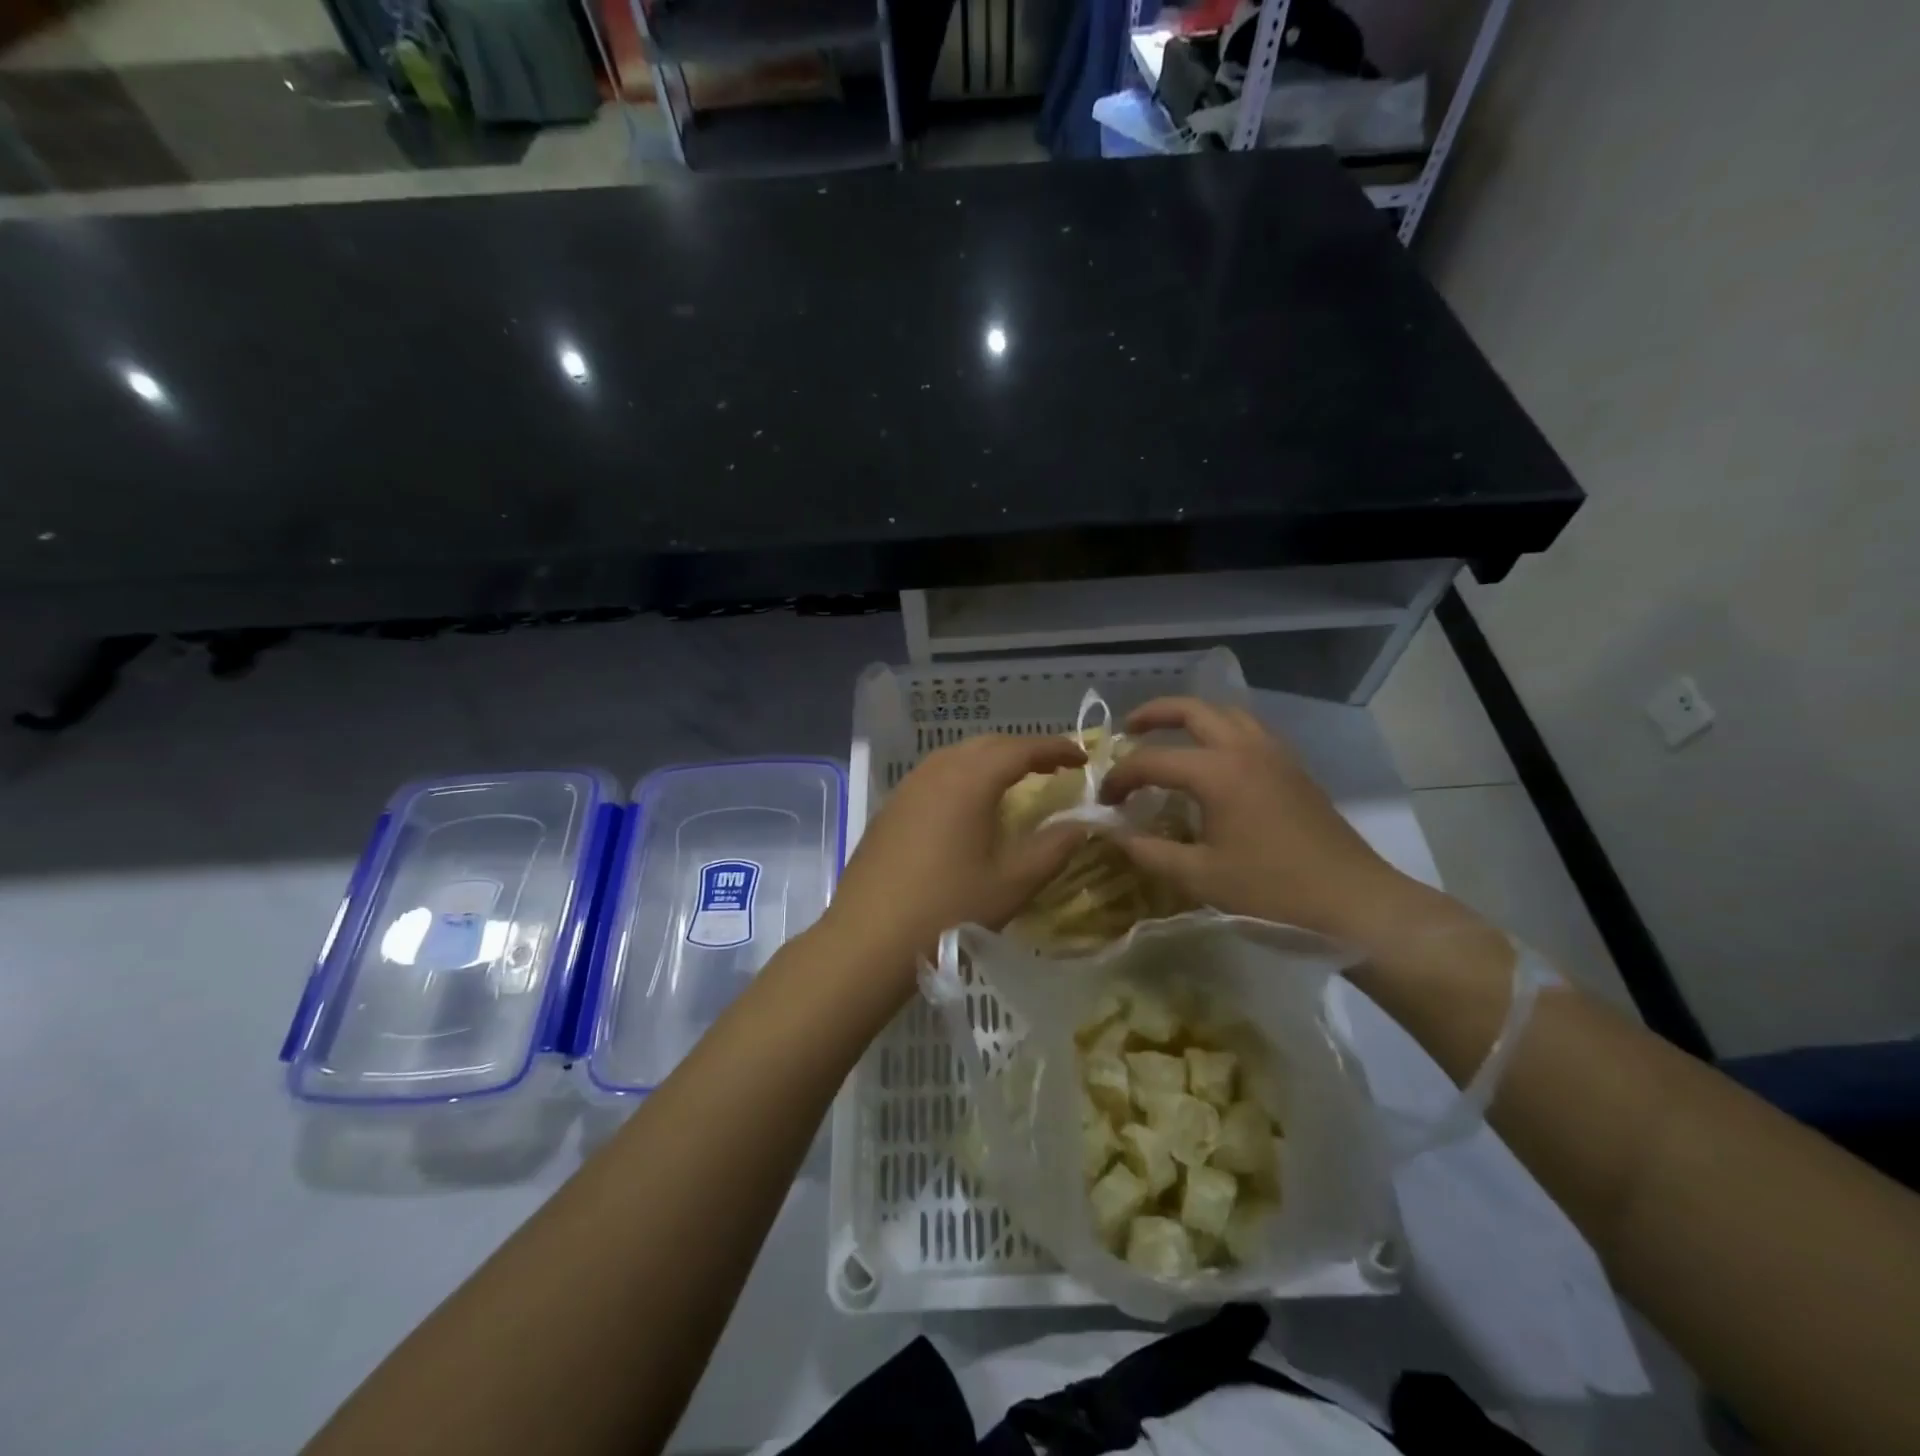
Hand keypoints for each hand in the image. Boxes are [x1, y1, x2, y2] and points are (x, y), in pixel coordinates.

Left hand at [821, 734, 1091, 982]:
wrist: (868, 940)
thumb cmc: (948, 910)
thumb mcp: (1013, 883)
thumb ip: (1054, 847)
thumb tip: (1082, 824)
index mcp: (970, 780)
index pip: (1021, 749)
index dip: (1055, 748)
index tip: (1082, 757)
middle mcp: (936, 772)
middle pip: (987, 745)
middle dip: (1023, 750)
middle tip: (1053, 768)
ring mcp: (908, 788)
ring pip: (956, 757)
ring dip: (990, 761)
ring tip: (1014, 783)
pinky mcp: (890, 808)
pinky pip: (934, 776)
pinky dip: (962, 777)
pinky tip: (968, 806)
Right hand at [1098, 697, 1437, 943]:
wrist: (1353, 900)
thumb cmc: (1272, 891)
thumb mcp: (1200, 877)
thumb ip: (1150, 852)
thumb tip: (1114, 835)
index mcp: (1218, 773)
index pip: (1152, 761)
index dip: (1120, 777)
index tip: (1104, 801)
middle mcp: (1245, 749)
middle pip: (1193, 710)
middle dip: (1154, 714)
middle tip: (1128, 730)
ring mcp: (1274, 754)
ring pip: (1226, 713)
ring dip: (1192, 717)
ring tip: (1170, 737)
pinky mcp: (1293, 768)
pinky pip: (1249, 730)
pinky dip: (1221, 731)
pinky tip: (1215, 760)